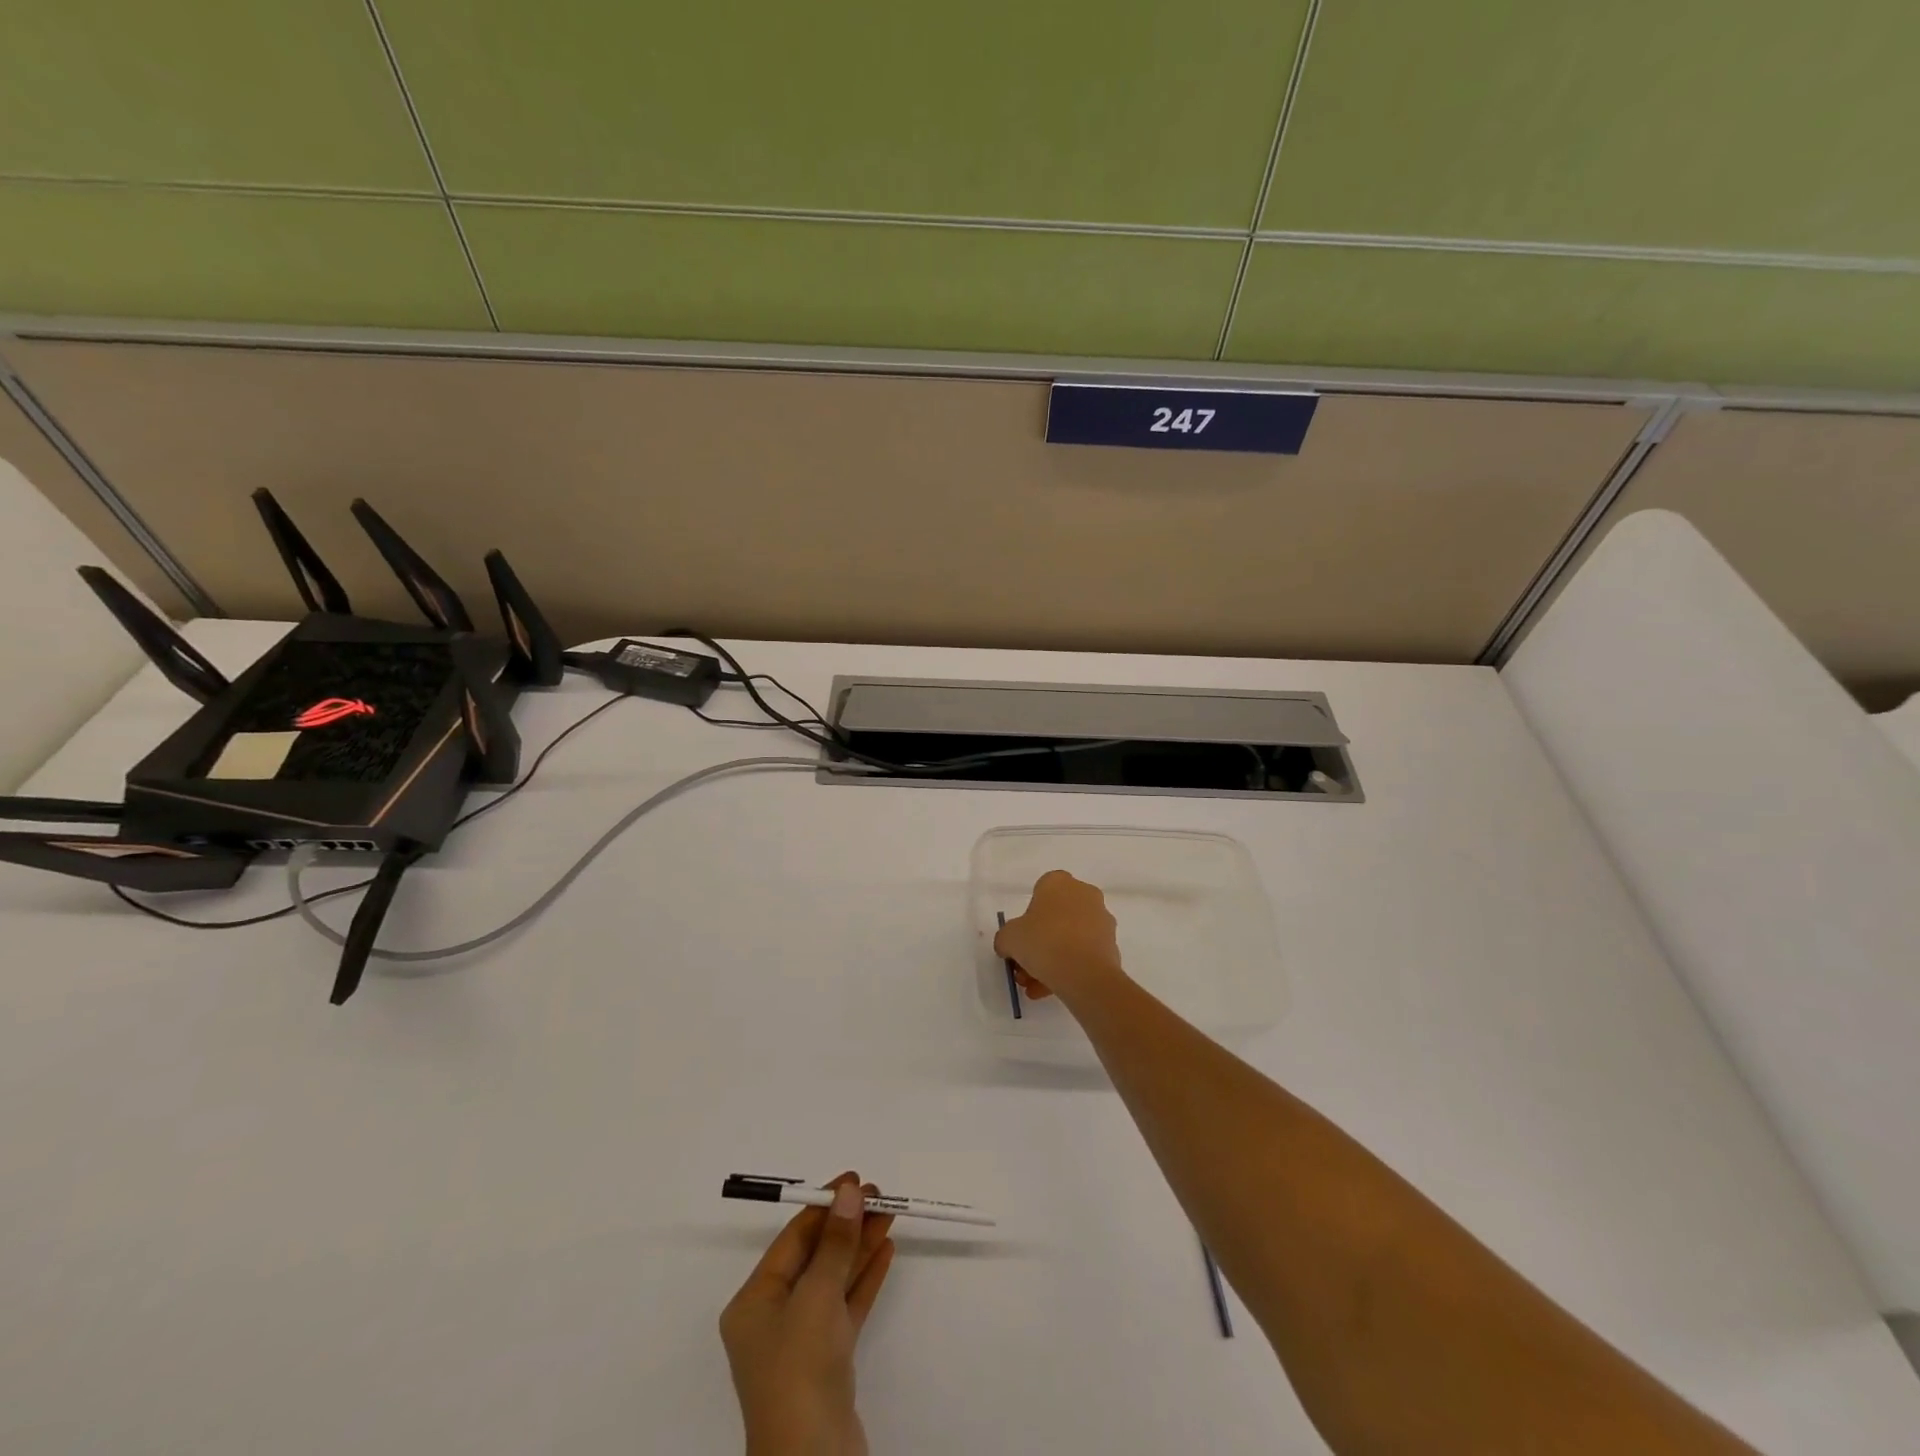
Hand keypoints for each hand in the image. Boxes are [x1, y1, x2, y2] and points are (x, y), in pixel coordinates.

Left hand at [720, 1172, 896, 1455]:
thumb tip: (849, 1192)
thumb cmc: (800, 1369)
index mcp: (755, 1301)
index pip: (792, 1239)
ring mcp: (802, 1342)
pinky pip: (847, 1307)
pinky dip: (865, 1278)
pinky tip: (886, 1251)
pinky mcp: (828, 1362)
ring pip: (834, 1279)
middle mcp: (774, 1318)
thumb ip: (836, 1242)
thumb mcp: (816, 1297)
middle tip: (879, 1194)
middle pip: (815, 1257)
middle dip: (847, 1224)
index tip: (855, 1180)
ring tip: (890, 1213)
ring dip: (861, 1246)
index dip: (824, 1206)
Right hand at [994, 869, 1126, 1006]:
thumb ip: (1006, 938)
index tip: (1021, 939)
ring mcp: (1102, 920)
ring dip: (1052, 960)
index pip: (1040, 892)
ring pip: (1070, 938)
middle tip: (1025, 968)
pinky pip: (1084, 954)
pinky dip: (1069, 969)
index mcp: (1059, 882)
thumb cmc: (1043, 942)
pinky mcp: (1112, 945)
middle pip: (1056, 918)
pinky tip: (1053, 990)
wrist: (1084, 973)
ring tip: (1036, 987)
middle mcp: (1084, 894)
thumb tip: (1009, 946)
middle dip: (1040, 943)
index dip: (1028, 917)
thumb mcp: (1009, 938)